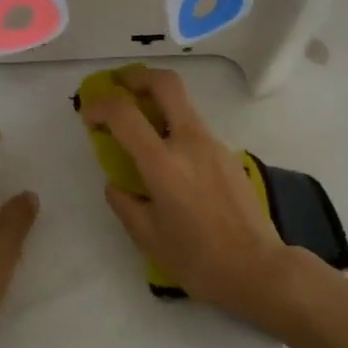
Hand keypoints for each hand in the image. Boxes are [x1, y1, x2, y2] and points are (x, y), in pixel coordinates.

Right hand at [79, 68, 295, 328]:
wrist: (259, 270)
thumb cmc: (198, 261)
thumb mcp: (148, 238)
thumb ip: (124, 203)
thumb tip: (116, 183)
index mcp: (164, 164)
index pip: (124, 113)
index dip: (100, 105)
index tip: (88, 115)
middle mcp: (190, 142)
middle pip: (166, 83)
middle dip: (137, 77)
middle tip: (119, 87)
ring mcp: (214, 144)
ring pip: (183, 104)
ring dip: (158, 102)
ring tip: (141, 129)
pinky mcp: (229, 154)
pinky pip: (195, 129)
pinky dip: (175, 129)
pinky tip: (172, 162)